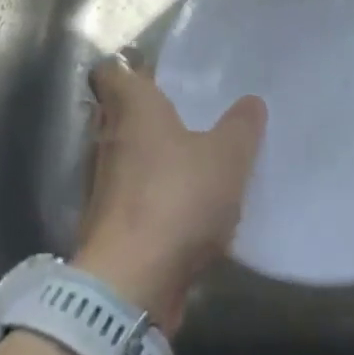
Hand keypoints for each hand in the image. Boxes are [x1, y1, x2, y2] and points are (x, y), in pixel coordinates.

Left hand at [73, 58, 265, 332]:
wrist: (130, 285)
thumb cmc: (176, 199)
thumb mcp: (227, 157)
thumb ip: (241, 126)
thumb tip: (250, 102)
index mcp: (132, 110)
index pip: (111, 73)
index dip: (129, 69)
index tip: (157, 73)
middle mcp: (108, 141)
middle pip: (119, 116)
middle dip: (148, 114)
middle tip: (187, 112)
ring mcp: (102, 187)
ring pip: (126, 157)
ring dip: (151, 158)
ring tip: (192, 158)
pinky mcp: (108, 227)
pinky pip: (132, 198)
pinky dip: (151, 197)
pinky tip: (185, 206)